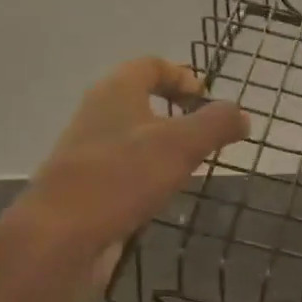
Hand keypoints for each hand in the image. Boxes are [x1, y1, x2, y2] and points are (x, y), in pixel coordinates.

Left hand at [24, 58, 248, 254]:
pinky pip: (124, 169)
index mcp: (116, 92)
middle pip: (140, 100)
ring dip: (163, 145)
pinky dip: (147, 174)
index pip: (149, 66)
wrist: (59, 236)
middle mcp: (97, 115)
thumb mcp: (182, 144)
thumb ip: (216, 124)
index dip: (180, 75)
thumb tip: (242, 114)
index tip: (206, 98)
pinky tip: (163, 194)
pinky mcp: (87, 187)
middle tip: (207, 134)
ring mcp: (88, 152)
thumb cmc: (122, 177)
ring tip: (192, 165)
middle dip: (176, 112)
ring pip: (133, 137)